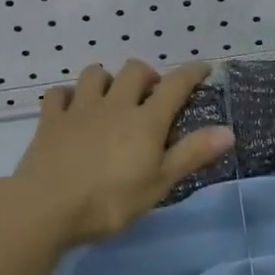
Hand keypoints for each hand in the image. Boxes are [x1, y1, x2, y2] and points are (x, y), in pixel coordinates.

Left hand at [13, 61, 235, 245]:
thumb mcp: (158, 183)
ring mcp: (80, 108)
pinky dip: (68, 96)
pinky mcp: (51, 119)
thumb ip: (192, 154)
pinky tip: (71, 109)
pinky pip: (59, 93)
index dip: (192, 72)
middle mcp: (115, 104)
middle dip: (146, 75)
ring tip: (110, 97)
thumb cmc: (109, 201)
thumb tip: (228, 131)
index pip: (175, 85)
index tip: (203, 67)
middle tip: (150, 94)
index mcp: (145, 120)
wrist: (46, 207)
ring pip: (96, 73)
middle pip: (134, 70)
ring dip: (107, 79)